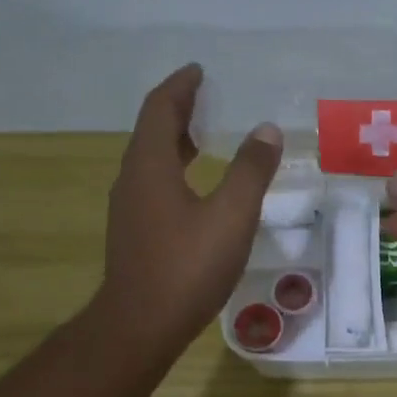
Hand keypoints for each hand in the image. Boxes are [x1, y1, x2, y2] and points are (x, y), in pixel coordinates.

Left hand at [94, 64, 282, 361]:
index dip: (181, 86)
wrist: (141, 325)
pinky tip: (196, 192)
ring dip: (176, 143)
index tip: (199, 71)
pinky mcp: (135, 235)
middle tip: (206, 100)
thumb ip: (250, 171)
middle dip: (178, 111)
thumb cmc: (187, 267)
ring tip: (204, 139)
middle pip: (152, 132)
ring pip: (151, 162)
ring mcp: (130, 210)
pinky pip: (154, 187)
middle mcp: (133, 180)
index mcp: (151, 165)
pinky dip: (175, 172)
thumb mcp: (231, 216)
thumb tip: (267, 130)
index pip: (161, 108)